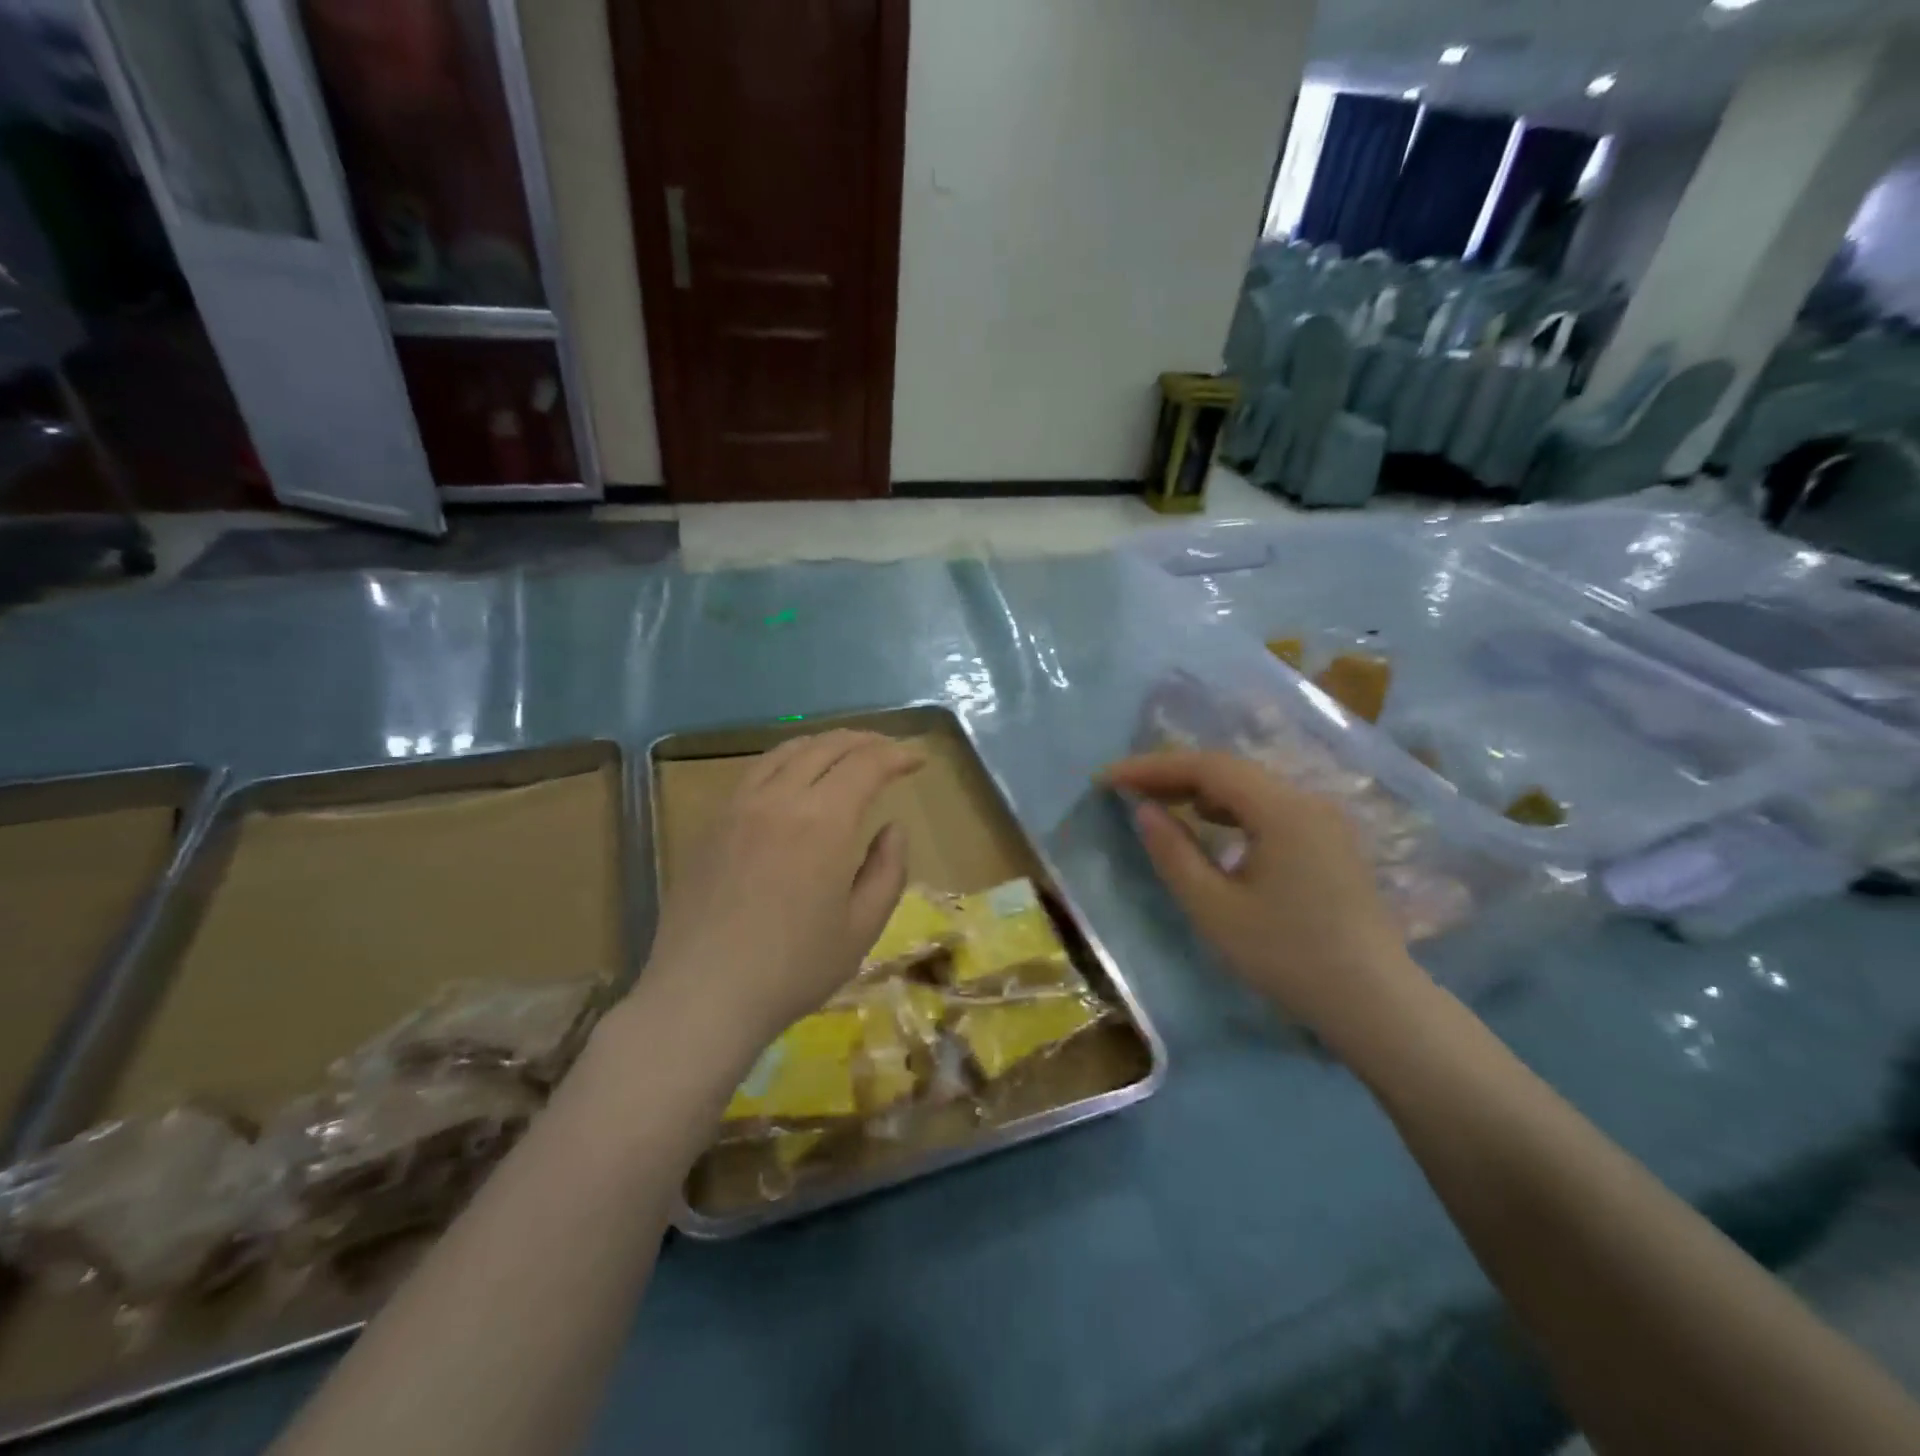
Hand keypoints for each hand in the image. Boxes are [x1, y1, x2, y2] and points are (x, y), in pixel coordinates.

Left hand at [641, 731, 922, 1066]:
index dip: (897, 755)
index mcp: (823, 821)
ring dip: (824, 744)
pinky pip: (755, 772)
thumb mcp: (862, 928)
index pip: (866, 765)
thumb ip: (887, 870)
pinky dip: (786, 760)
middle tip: (888, 751)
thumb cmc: (793, 969)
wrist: (703, 996)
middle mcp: (780, 799)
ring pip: (786, 751)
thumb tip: (892, 828)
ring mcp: (739, 806)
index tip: (918, 759)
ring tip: (845, 753)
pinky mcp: (712, 823)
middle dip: (864, 741)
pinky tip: (793, 778)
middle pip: (826, 747)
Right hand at [1104, 751, 1425, 1039]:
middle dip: (1172, 774)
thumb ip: (1174, 853)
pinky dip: (1228, 806)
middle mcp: (1306, 801)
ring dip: (1199, 788)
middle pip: (1229, 770)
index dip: (1152, 767)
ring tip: (1157, 801)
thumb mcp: (1215, 909)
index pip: (1207, 767)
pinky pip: (1268, 805)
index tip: (1107, 778)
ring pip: (1249, 786)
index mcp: (1282, 811)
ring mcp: (1322, 819)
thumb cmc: (1288, 957)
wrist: (1375, 1003)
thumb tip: (1144, 810)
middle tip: (1124, 787)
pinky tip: (1208, 823)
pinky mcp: (1328, 839)